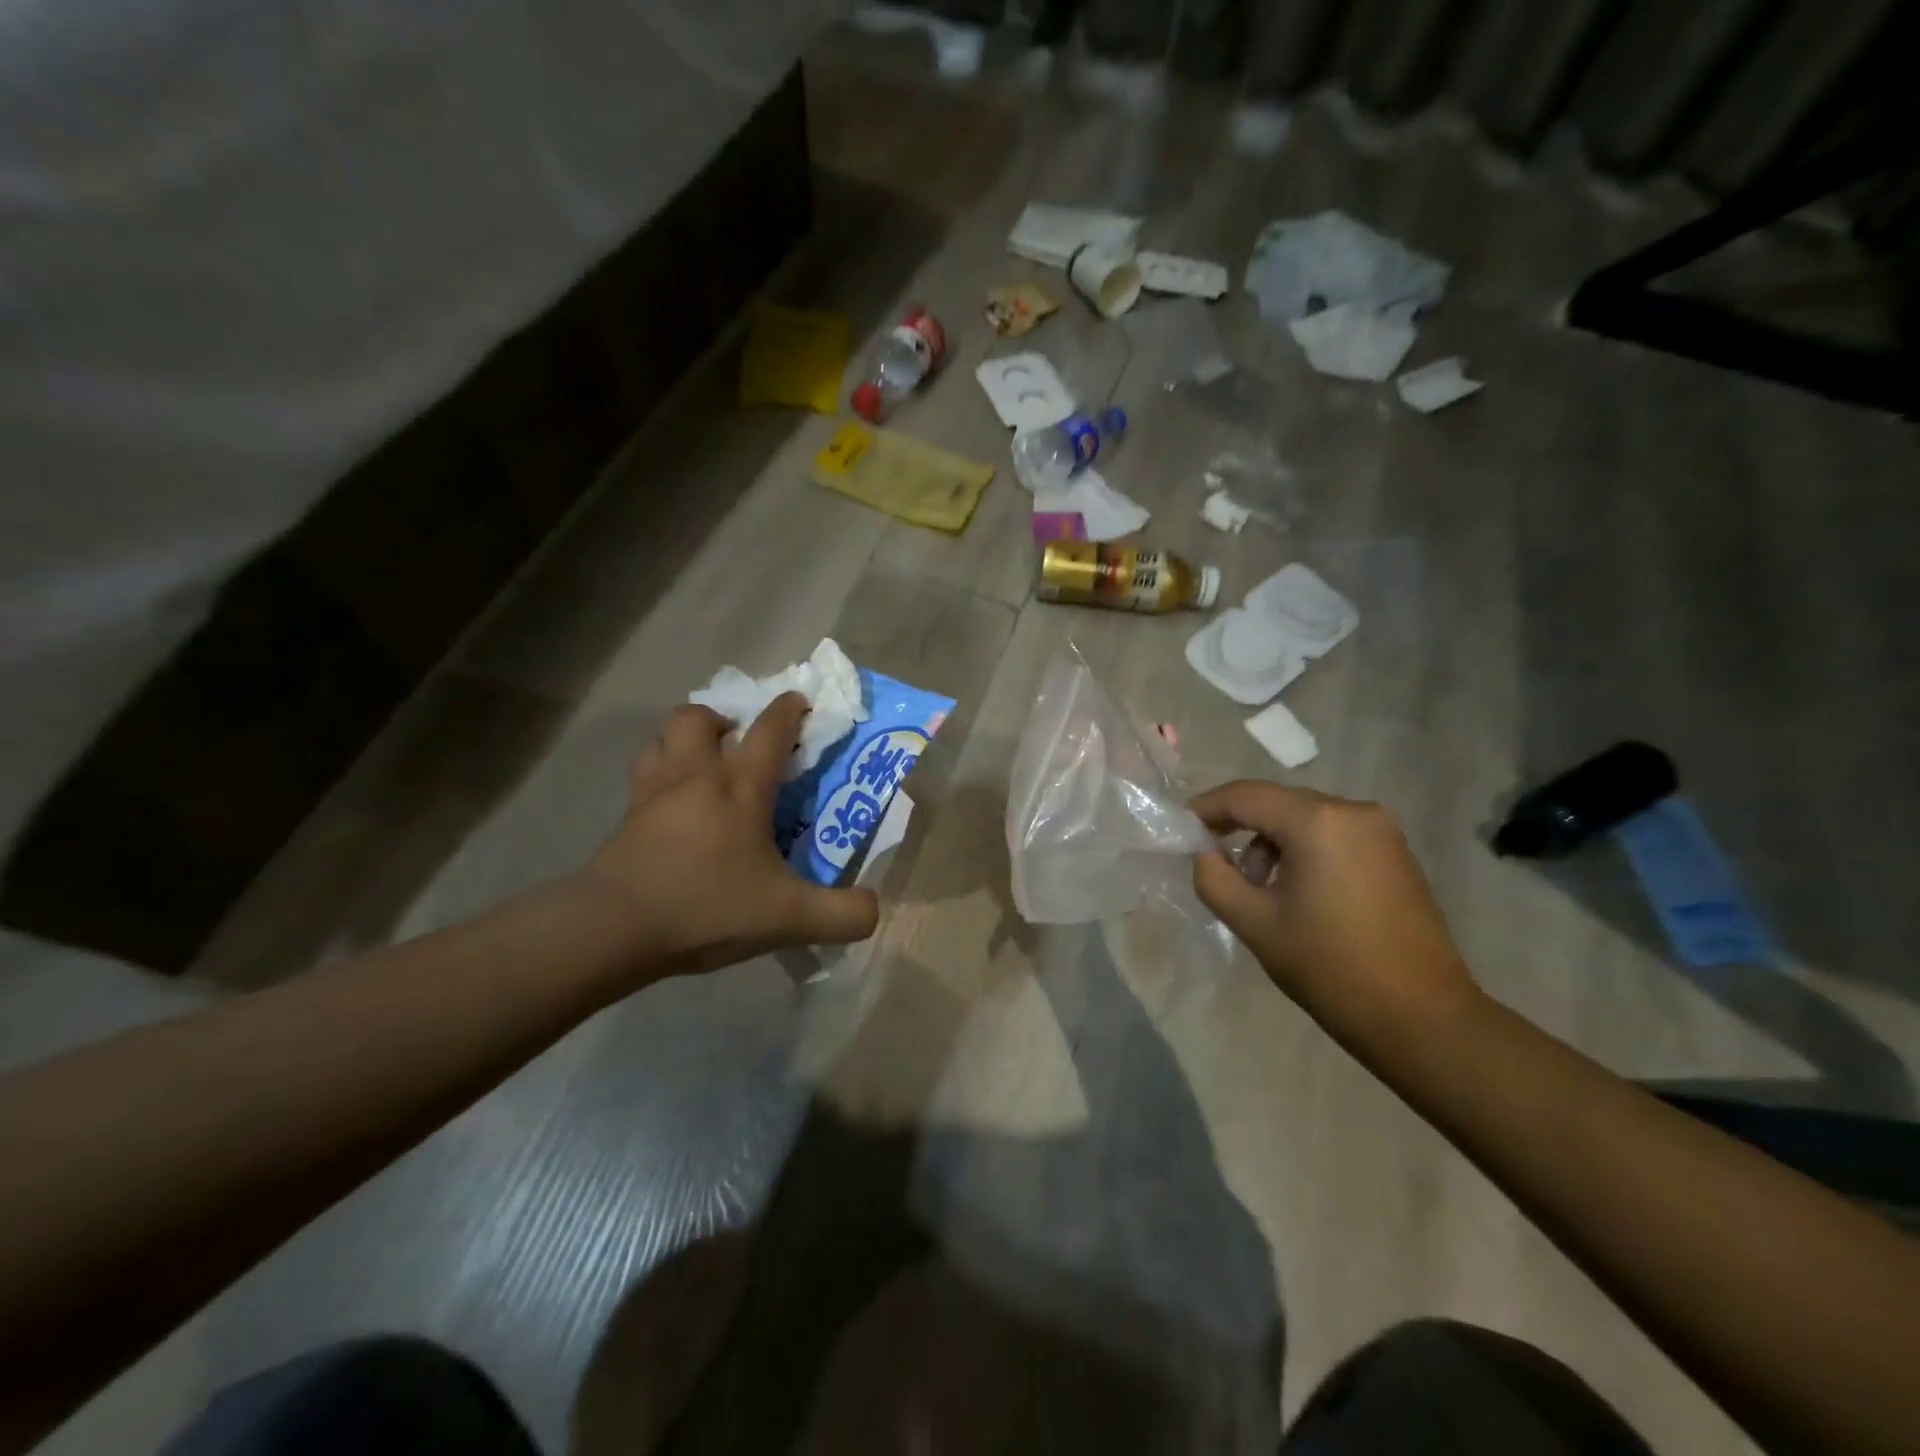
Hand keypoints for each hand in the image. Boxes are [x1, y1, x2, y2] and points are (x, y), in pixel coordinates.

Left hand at [581, 693, 879, 980]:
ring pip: (660, 739)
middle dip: (720, 717)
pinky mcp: (624, 818)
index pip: (768, 731)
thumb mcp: (788, 918)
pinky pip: (641, 777)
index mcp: (740, 789)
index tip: (798, 700)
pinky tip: (671, 807)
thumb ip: (841, 914)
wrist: (614, 928)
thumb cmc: (707, 907)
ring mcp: (652, 794)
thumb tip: (874, 910)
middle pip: (697, 717)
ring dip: (682, 740)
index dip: (787, 710)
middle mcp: (695, 777)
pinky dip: (657, 776)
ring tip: (700, 765)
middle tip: (736, 741)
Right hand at [1190, 781, 1478, 1039]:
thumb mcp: (1253, 923)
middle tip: (1216, 865)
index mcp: (1317, 821)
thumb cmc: (1329, 966)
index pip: (1245, 796)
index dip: (1206, 808)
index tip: (1182, 830)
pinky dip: (1304, 850)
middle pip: (1277, 803)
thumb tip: (1203, 853)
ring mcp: (1381, 830)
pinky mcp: (1395, 852)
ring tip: (1259, 889)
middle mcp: (1353, 810)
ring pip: (1305, 818)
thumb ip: (1214, 878)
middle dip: (1240, 828)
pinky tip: (1297, 891)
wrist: (1421, 1018)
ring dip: (1272, 842)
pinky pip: (1333, 834)